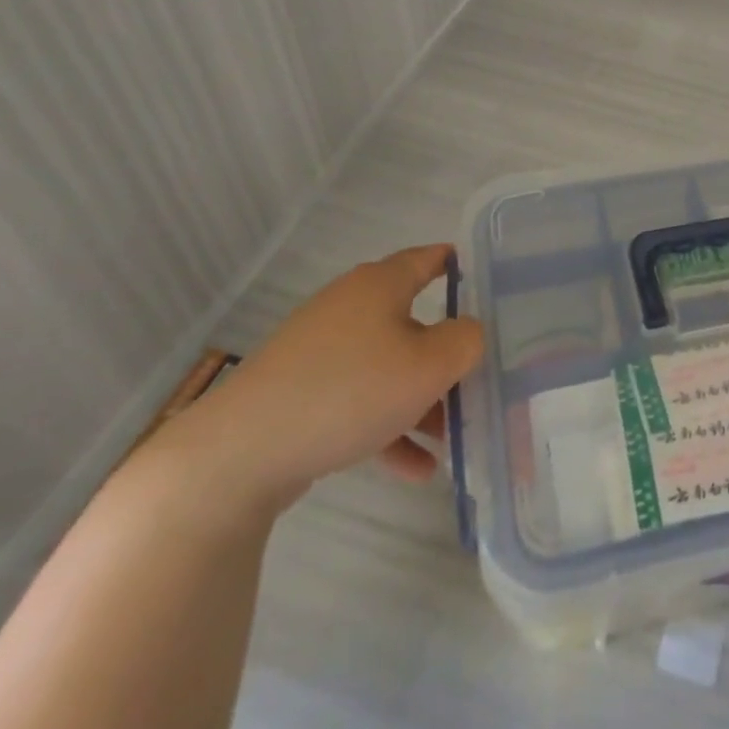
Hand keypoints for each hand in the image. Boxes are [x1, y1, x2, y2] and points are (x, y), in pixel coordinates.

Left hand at [176, 244, 484, 512]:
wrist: (240, 454)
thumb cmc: (349, 391)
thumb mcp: (429, 365)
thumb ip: (465, 341)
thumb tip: (468, 333)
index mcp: (380, 285)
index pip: (428, 258)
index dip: (458, 264)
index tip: (488, 280)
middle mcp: (350, 308)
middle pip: (413, 322)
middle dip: (446, 354)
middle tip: (479, 377)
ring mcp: (321, 352)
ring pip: (388, 367)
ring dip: (422, 400)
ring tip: (451, 438)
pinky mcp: (301, 394)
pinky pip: (359, 402)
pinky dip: (389, 428)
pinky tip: (416, 470)